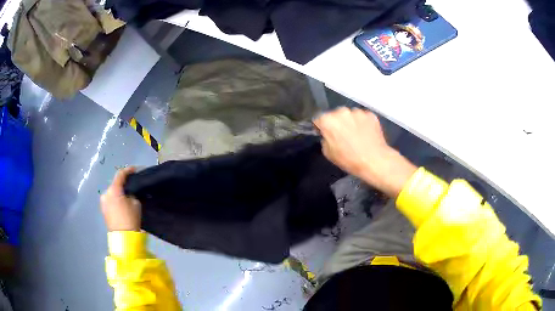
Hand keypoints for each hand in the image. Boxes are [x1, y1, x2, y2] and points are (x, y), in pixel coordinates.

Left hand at [101, 167, 141, 231]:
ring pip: (112, 192)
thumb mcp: (136, 203)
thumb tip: (129, 193)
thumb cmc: (130, 219)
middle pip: (115, 184)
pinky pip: (110, 200)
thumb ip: (131, 194)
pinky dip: (115, 199)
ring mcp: (103, 202)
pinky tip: (121, 203)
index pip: (120, 174)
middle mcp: (106, 193)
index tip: (135, 170)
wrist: (123, 237)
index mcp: (114, 190)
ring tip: (126, 196)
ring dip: (118, 192)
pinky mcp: (103, 210)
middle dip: (123, 184)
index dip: (128, 170)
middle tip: (131, 186)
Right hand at [314, 108, 416, 197]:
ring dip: (351, 122)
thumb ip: (325, 139)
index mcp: (328, 120)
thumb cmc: (349, 159)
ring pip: (350, 115)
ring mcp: (357, 111)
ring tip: (357, 135)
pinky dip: (363, 123)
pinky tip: (366, 134)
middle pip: (335, 115)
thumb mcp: (328, 153)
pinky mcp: (370, 114)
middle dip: (337, 123)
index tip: (326, 134)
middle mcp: (341, 111)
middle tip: (343, 136)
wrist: (375, 160)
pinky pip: (363, 117)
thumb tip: (329, 135)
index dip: (321, 127)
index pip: (319, 120)